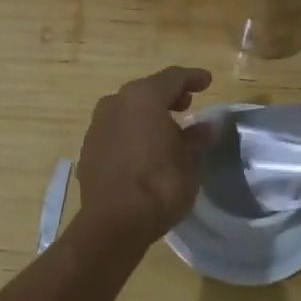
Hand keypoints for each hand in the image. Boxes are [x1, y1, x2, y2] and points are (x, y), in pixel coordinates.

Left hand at [76, 66, 216, 242]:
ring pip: (128, 110)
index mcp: (142, 97)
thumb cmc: (160, 185)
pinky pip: (116, 129)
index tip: (207, 81)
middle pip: (147, 90)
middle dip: (169, 95)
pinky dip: (133, 131)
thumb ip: (199, 137)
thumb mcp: (190, 161)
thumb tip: (212, 124)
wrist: (114, 223)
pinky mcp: (89, 148)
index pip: (172, 78)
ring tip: (168, 129)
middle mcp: (115, 103)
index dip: (192, 77)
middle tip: (188, 104)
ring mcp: (97, 125)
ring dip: (148, 114)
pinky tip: (145, 149)